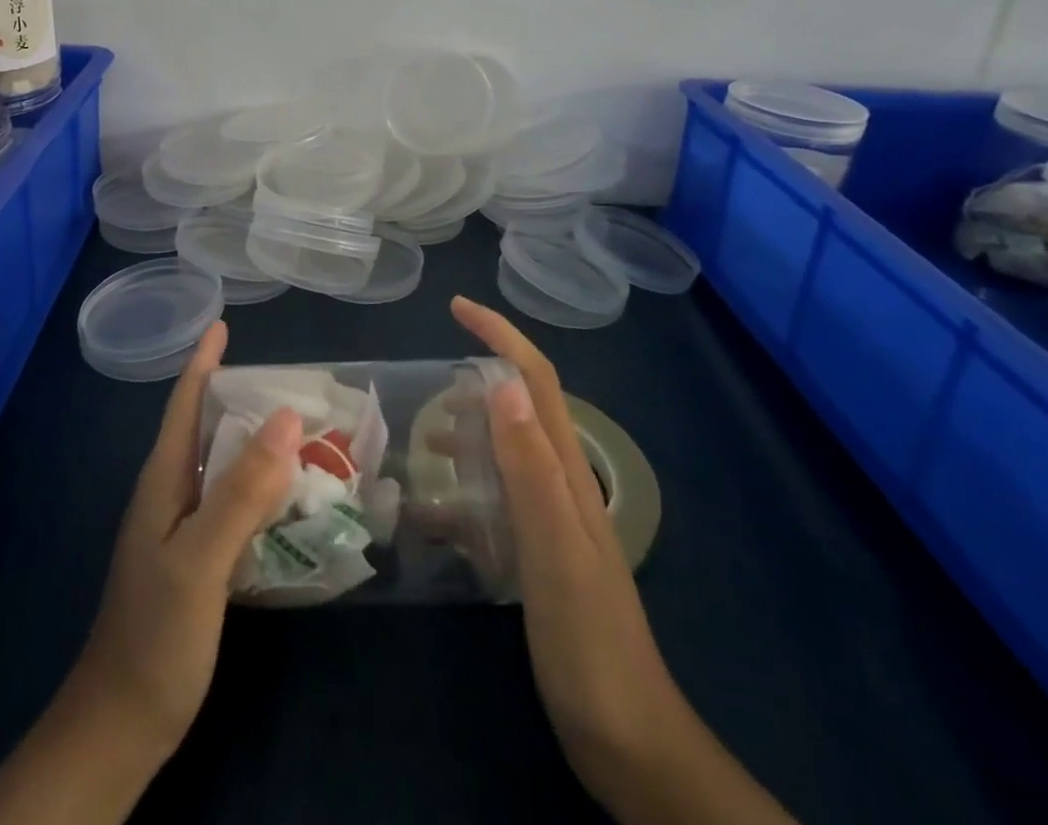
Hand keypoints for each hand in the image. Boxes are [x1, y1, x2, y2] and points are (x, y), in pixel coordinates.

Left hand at [72, 318, 300, 755]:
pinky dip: (261, 487)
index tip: (223, 325)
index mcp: (163, 480)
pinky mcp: (197, 560)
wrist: (121, 725)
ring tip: (304, 430)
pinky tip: (291, 496)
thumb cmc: (156, 635)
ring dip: (257, 443)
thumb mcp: (201, 558)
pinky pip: (233, 504)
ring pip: (222, 467)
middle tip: (295, 382)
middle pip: (206, 428)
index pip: (184, 404)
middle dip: (243, 397)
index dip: (204, 362)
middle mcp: (170, 495)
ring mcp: (181, 529)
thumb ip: (241, 490)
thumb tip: (287, 416)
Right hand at [451, 296, 793, 824]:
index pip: (536, 381)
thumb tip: (502, 381)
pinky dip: (461, 495)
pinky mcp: (538, 557)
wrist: (627, 740)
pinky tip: (430, 516)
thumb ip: (529, 465)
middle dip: (478, 377)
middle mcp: (560, 485)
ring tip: (421, 439)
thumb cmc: (587, 640)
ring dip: (466, 434)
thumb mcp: (554, 548)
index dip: (500, 336)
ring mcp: (551, 523)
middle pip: (520, 408)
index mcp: (566, 472)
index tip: (457, 308)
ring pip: (504, 454)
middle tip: (425, 384)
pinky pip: (494, 505)